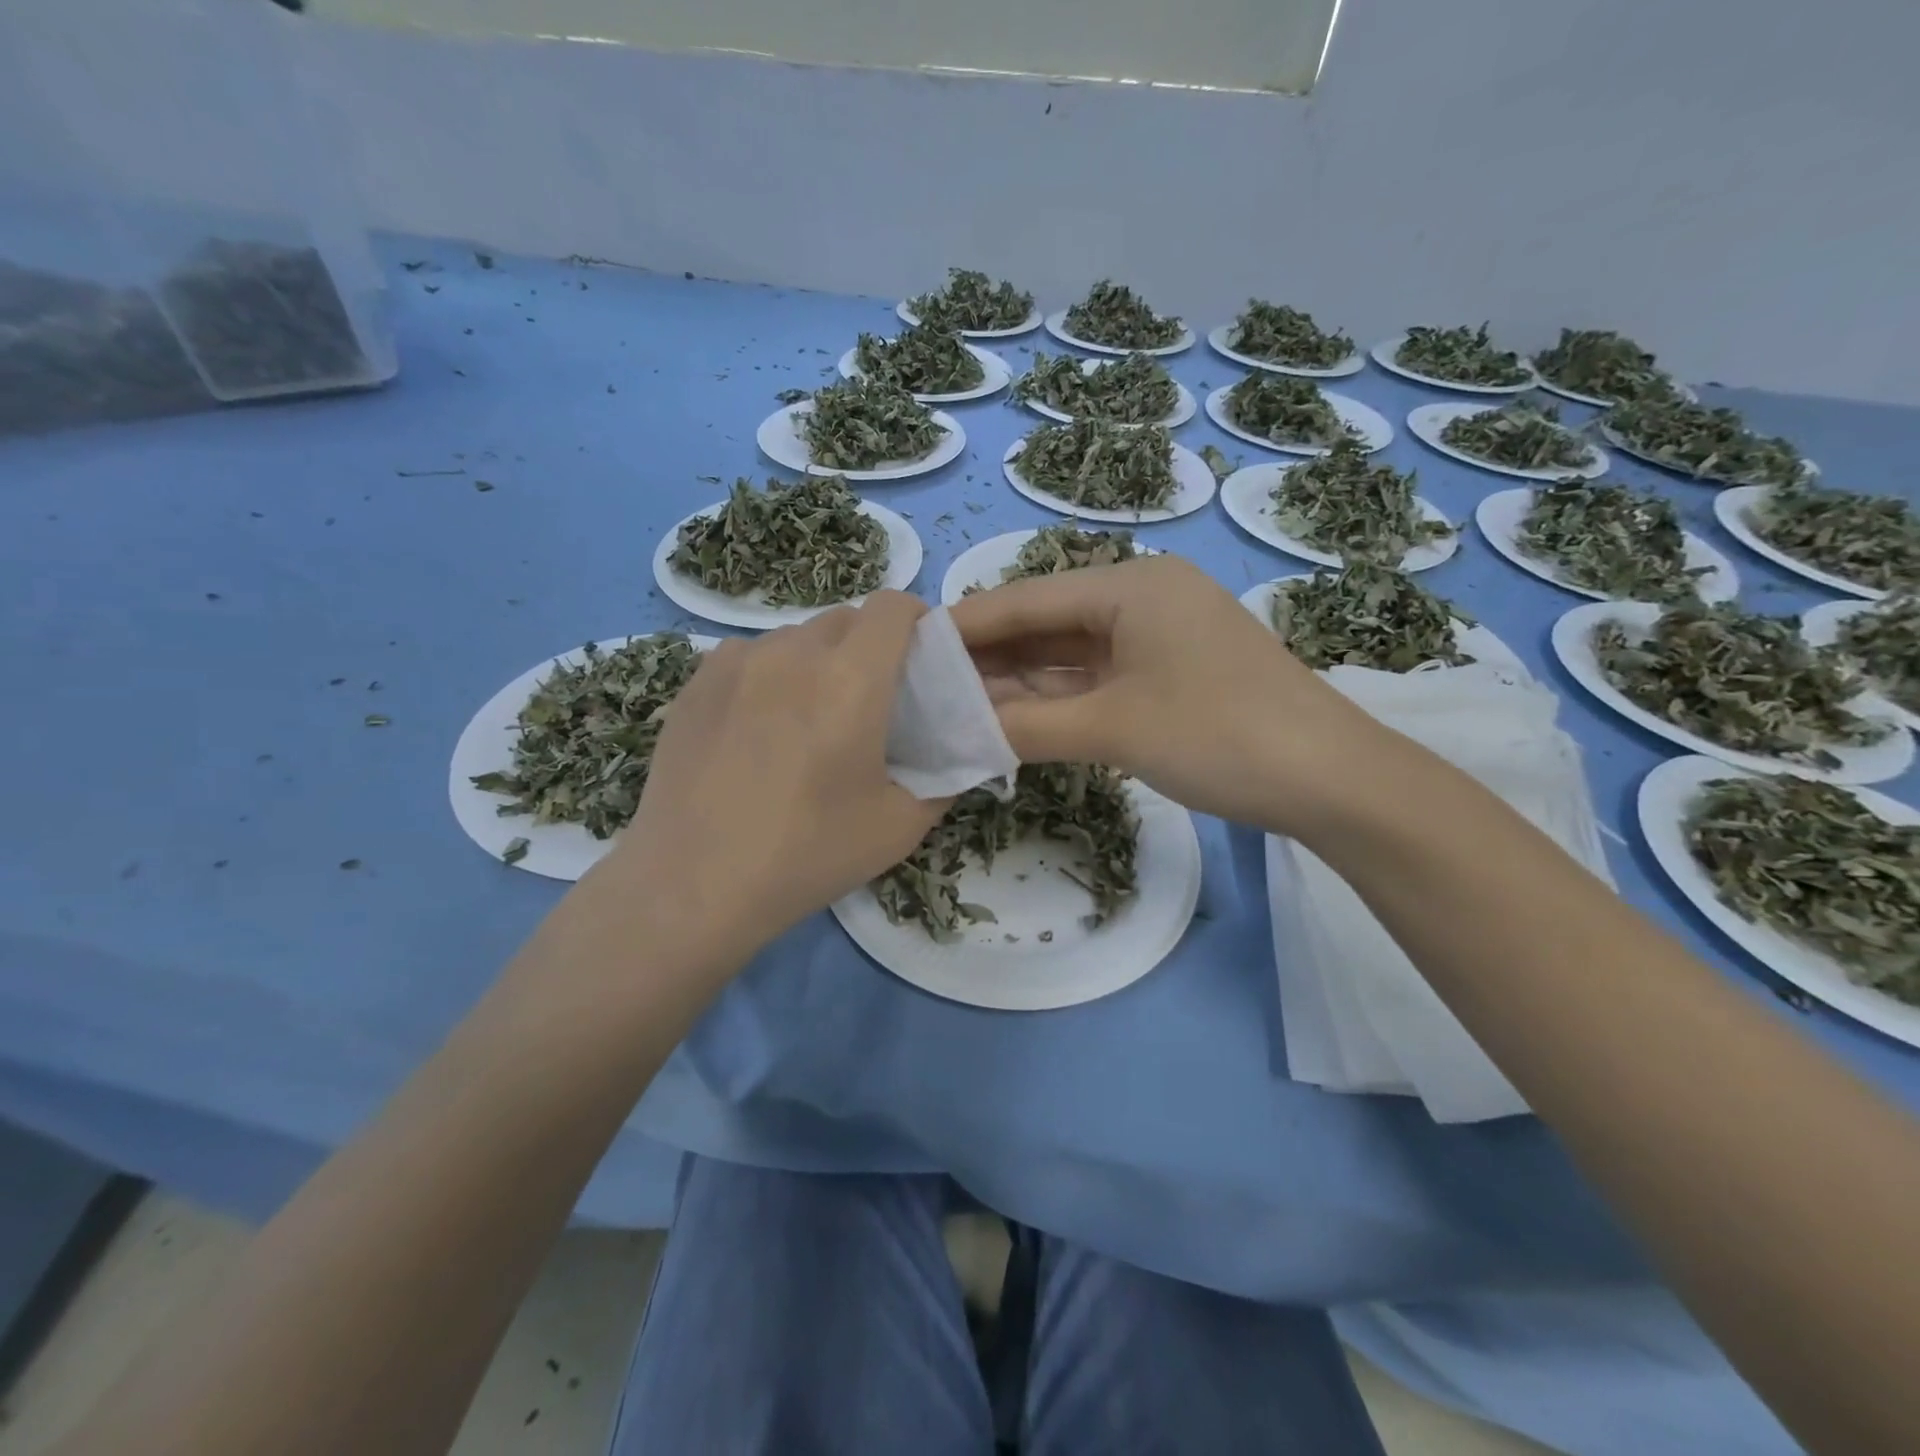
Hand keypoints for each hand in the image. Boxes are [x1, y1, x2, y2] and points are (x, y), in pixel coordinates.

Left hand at [600, 592, 945, 965]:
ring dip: (817, 660)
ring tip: (808, 716)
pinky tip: (758, 727)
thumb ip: (942, 780)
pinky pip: (750, 656)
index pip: (892, 606)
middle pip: (845, 619)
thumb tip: (953, 757)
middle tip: (869, 699)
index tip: (920, 655)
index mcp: (851, 679)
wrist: (694, 884)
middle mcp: (793, 653)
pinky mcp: (696, 682)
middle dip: (869, 645)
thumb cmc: (808, 854)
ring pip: (795, 637)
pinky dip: (769, 674)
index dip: (915, 619)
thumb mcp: (900, 827)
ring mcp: (737, 662)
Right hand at [949, 555, 1379, 830]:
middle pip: (1045, 622)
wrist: (1332, 779)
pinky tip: (1013, 716)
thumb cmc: (1220, 736)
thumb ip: (1027, 727)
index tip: (910, 647)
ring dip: (1019, 680)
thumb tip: (956, 733)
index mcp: (1130, 585)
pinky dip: (1056, 697)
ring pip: (1069, 653)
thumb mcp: (1113, 729)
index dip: (966, 625)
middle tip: (925, 684)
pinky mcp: (1169, 672)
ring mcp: (1158, 637)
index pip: (1026, 598)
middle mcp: (1142, 597)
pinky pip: (1096, 677)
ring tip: (956, 704)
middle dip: (988, 656)